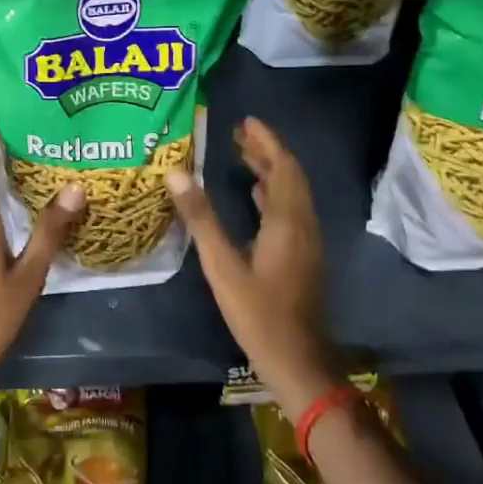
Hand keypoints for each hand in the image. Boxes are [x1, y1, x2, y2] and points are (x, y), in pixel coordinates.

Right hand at [166, 117, 341, 421]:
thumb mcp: (222, 265)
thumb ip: (201, 218)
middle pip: (289, 177)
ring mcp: (305, 243)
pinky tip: (254, 197)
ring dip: (270, 172)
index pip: (282, 167)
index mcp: (287, 221)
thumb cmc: (258, 313)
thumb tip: (177, 173)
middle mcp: (302, 225)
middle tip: (239, 134)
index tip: (246, 121)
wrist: (298, 362)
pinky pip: (288, 211)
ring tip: (243, 156)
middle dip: (267, 152)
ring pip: (291, 194)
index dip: (266, 141)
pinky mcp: (301, 257)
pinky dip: (271, 194)